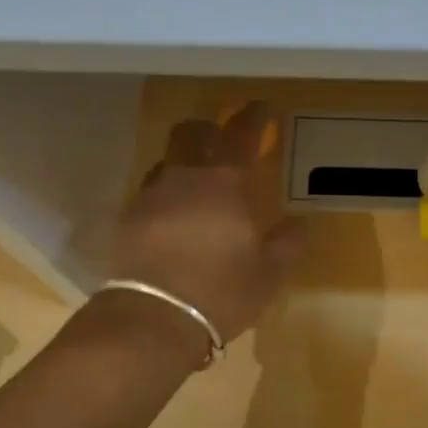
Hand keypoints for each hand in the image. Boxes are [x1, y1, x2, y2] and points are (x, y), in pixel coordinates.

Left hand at [108, 103, 304, 346]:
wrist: (153, 318)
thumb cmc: (221, 292)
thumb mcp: (268, 274)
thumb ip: (287, 243)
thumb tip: (300, 224)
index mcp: (225, 184)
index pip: (241, 135)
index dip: (253, 117)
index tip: (262, 108)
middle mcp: (185, 179)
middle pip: (189, 133)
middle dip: (207, 129)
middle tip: (220, 139)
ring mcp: (151, 197)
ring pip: (166, 163)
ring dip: (183, 164)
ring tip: (195, 186)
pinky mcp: (127, 220)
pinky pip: (149, 194)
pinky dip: (164, 197)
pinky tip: (171, 220)